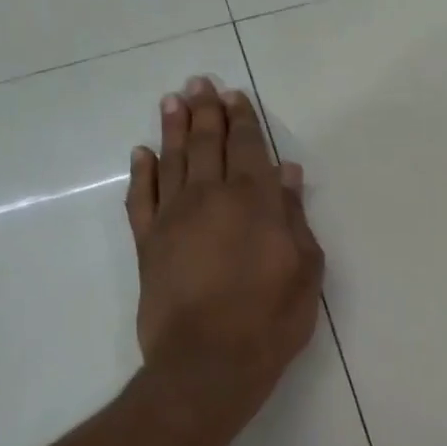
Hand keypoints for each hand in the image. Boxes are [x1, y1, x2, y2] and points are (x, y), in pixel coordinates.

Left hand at [125, 77, 324, 437]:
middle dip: (206, 112)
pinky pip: (140, 197)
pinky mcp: (148, 244)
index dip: (243, 120)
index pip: (248, 149)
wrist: (209, 362)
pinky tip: (142, 153)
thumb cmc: (271, 318)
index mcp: (255, 202)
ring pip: (172, 161)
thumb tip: (286, 174)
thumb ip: (294, 217)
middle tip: (200, 83)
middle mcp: (211, 198)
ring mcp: (173, 219)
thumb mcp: (305, 269)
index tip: (235, 96)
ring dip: (173, 128)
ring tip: (173, 101)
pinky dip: (141, 172)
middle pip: (208, 144)